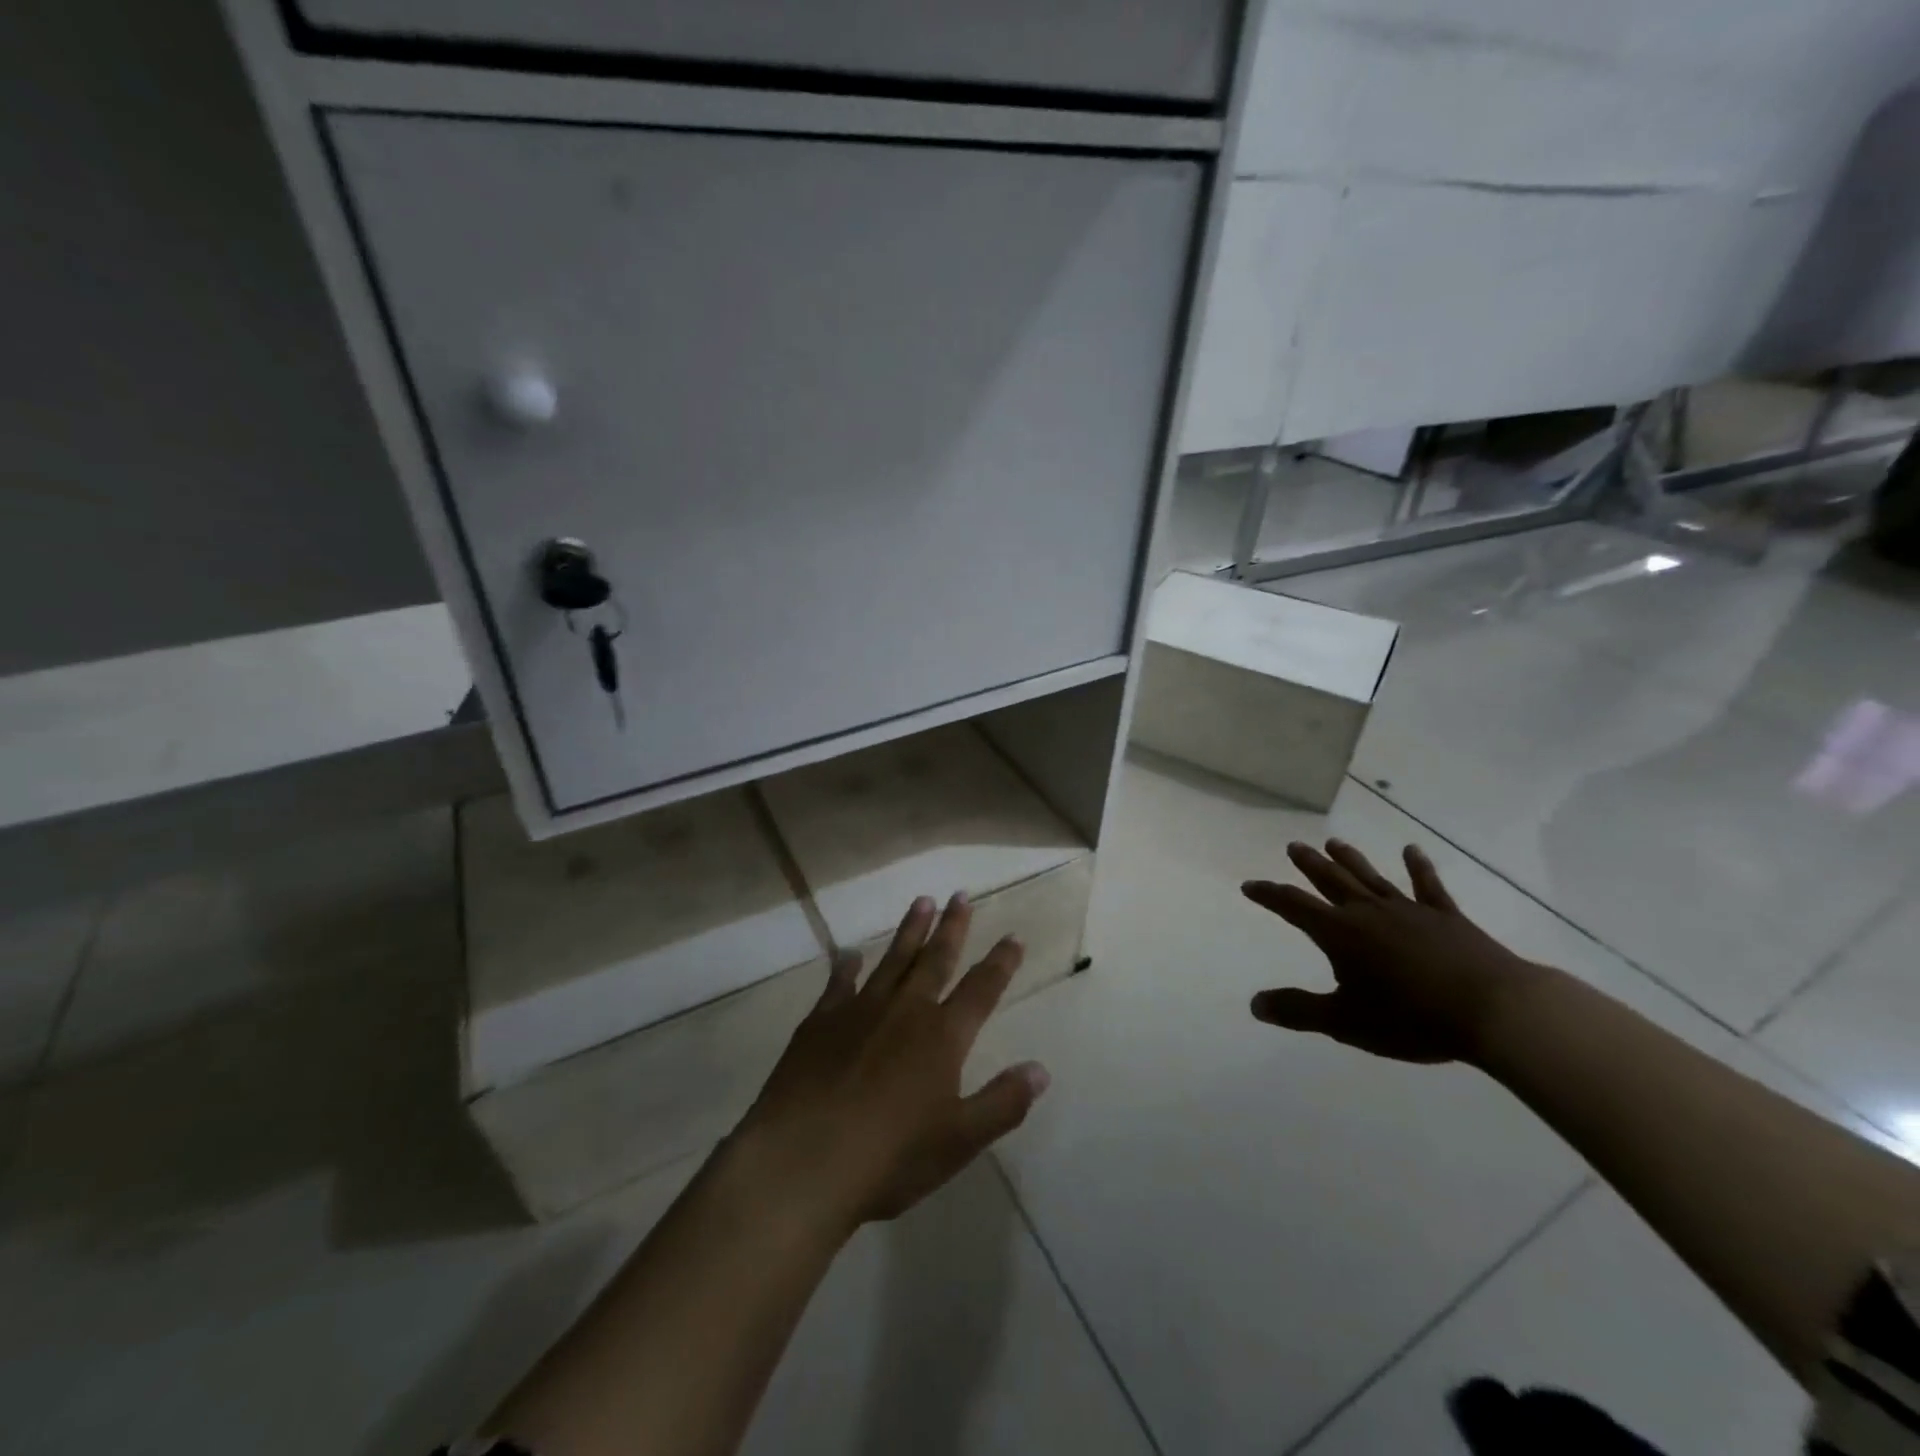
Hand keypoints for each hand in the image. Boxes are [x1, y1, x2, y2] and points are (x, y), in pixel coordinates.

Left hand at [727, 892, 1049, 1237]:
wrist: (803, 1162)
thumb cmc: (890, 1158)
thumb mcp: (959, 1141)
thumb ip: (1002, 1102)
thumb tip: (1041, 1069)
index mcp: (942, 1037)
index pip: (981, 989)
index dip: (1000, 963)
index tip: (1013, 936)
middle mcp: (905, 1011)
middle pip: (935, 959)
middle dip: (952, 926)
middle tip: (960, 894)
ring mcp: (859, 1011)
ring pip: (892, 960)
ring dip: (910, 930)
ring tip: (922, 901)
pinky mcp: (820, 1022)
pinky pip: (839, 983)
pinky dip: (847, 966)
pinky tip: (851, 954)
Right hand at [1241, 839, 1543, 1063]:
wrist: (1493, 1011)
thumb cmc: (1412, 1019)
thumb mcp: (1346, 1022)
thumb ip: (1299, 1011)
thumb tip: (1255, 1004)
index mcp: (1340, 934)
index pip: (1293, 906)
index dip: (1269, 895)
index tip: (1250, 886)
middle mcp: (1368, 912)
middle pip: (1331, 881)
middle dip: (1309, 865)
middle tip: (1294, 846)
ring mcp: (1409, 910)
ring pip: (1371, 877)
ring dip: (1350, 859)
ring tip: (1334, 842)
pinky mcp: (1446, 917)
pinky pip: (1427, 886)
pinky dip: (1418, 867)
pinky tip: (1412, 850)